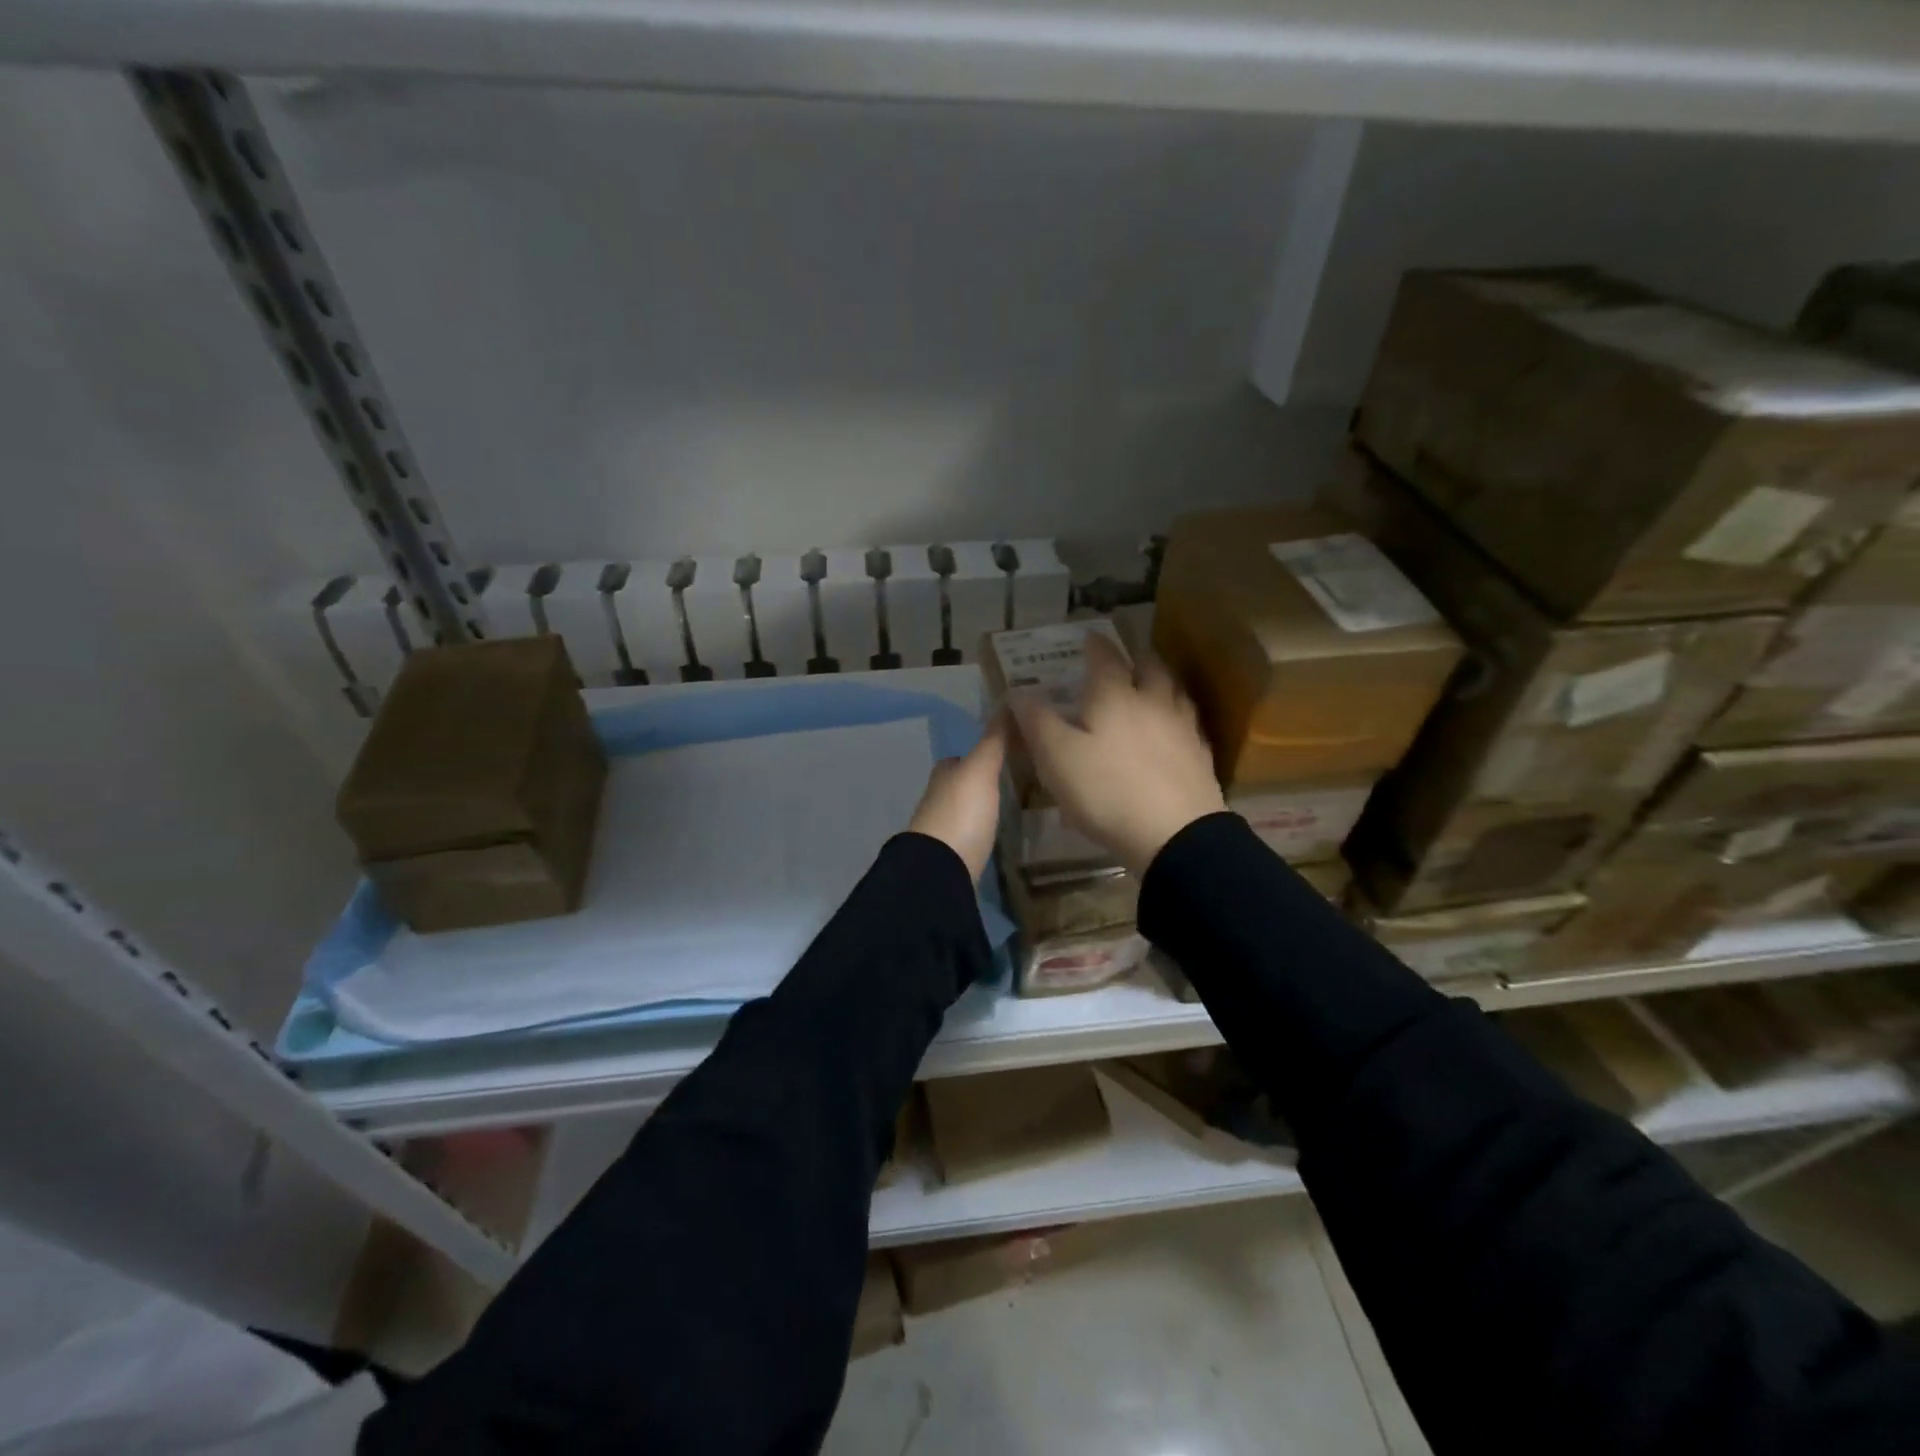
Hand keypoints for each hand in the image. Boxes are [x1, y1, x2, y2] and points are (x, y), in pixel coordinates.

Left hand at [907, 714, 1007, 880]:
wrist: (941, 869)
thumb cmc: (961, 812)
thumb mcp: (981, 769)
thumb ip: (994, 740)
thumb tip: (1007, 701)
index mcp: (944, 774)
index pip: (961, 758)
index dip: (980, 754)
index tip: (1006, 753)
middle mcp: (938, 798)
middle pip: (962, 784)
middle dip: (982, 783)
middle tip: (1015, 780)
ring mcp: (943, 829)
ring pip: (966, 809)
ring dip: (982, 807)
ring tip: (1012, 806)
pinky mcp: (952, 856)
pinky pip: (969, 834)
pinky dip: (981, 830)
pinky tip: (997, 833)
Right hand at [1009, 631, 1225, 875]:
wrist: (1176, 834)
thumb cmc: (1107, 790)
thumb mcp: (1056, 757)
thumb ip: (1036, 721)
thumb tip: (1018, 690)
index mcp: (1115, 695)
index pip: (1105, 657)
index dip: (1094, 645)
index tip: (1088, 637)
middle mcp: (1153, 701)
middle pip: (1150, 667)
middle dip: (1135, 659)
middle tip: (1124, 659)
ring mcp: (1182, 728)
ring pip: (1174, 692)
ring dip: (1160, 683)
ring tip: (1150, 687)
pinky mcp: (1200, 756)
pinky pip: (1187, 724)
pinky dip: (1175, 718)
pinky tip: (1171, 731)